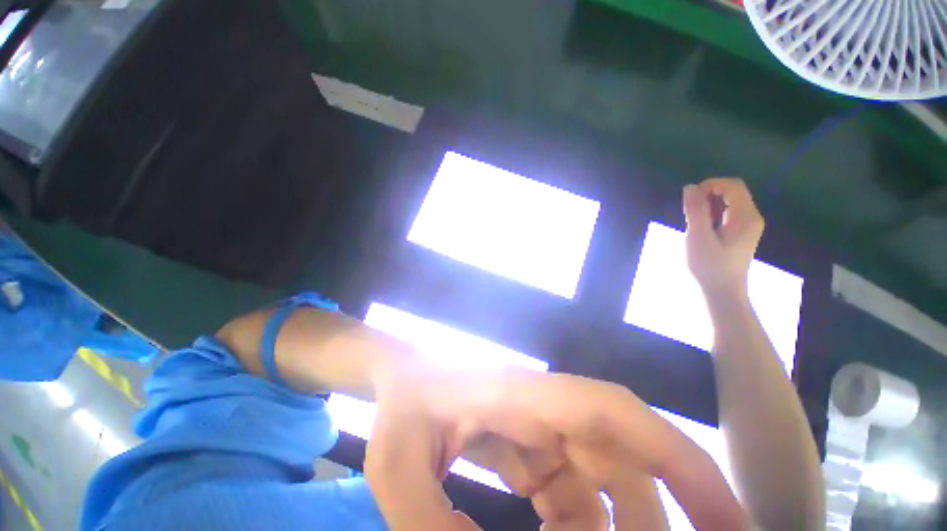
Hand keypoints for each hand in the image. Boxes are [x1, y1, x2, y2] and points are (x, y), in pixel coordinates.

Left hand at [365, 365, 750, 529]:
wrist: (401, 377)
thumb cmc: (401, 404)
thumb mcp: (399, 465)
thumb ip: (430, 525)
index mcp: (521, 396)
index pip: (613, 413)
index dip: (679, 459)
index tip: (728, 519)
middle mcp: (542, 408)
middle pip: (620, 455)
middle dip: (662, 518)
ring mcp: (537, 426)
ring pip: (601, 481)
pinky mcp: (528, 445)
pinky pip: (571, 492)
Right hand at [683, 178, 763, 296]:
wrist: (721, 292)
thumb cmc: (709, 266)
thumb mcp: (698, 237)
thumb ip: (695, 211)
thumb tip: (690, 187)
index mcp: (746, 217)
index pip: (733, 186)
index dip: (711, 185)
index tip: (690, 199)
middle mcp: (751, 217)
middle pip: (733, 192)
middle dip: (708, 194)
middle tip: (689, 211)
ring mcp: (746, 226)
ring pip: (728, 203)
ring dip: (708, 205)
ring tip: (692, 221)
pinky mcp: (739, 234)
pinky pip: (726, 214)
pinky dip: (711, 214)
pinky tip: (700, 227)